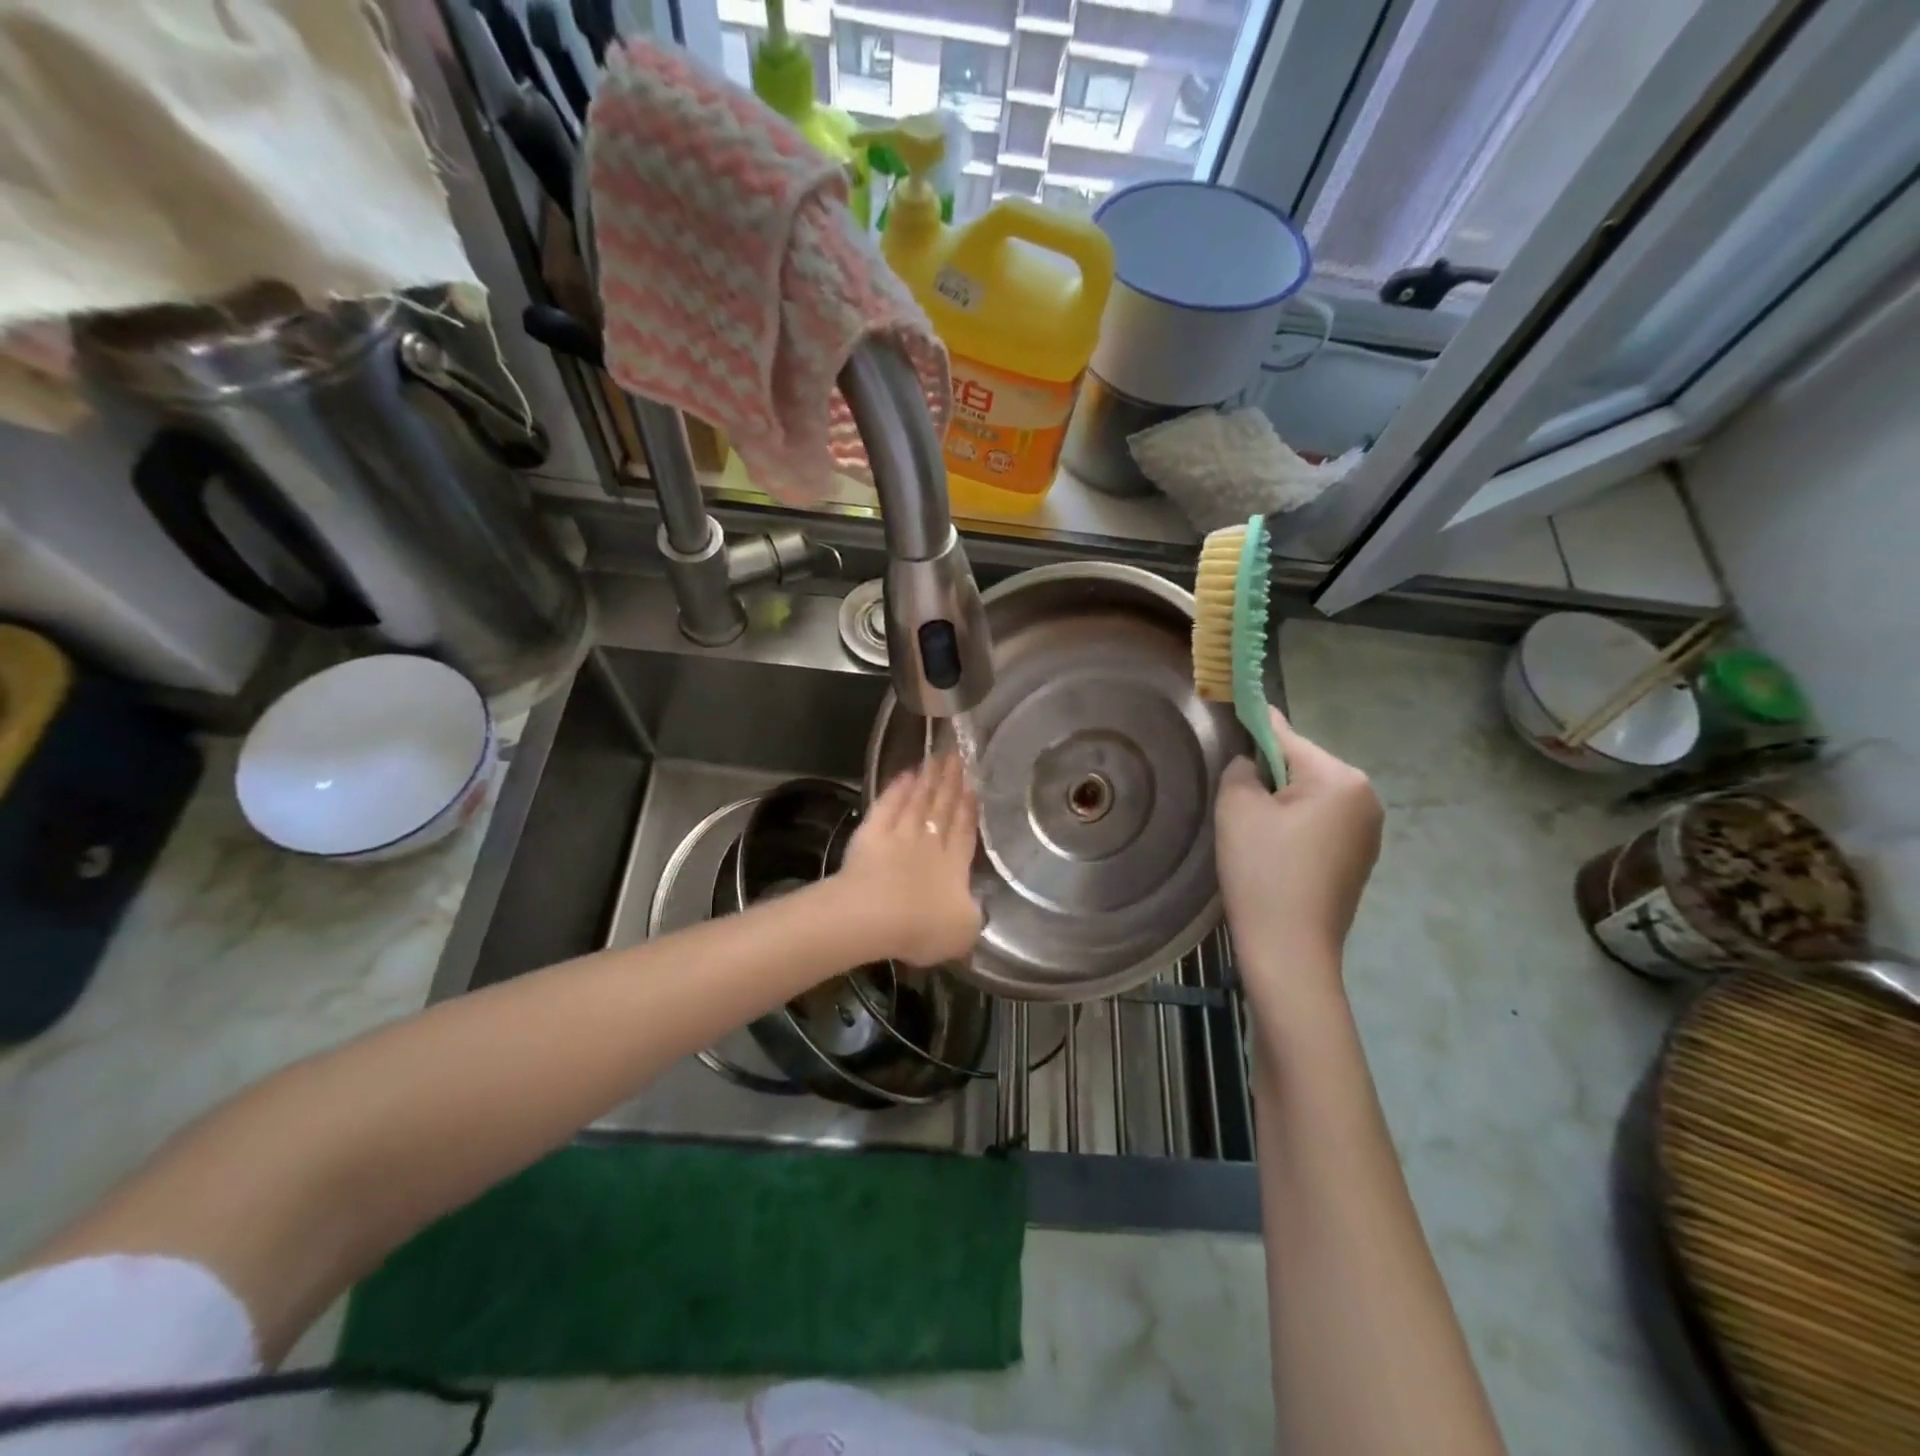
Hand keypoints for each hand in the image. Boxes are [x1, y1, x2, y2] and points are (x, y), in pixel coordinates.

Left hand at [836, 753, 983, 966]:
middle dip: (951, 783)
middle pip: (942, 808)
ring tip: (936, 758)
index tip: (974, 784)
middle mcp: (929, 844)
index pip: (965, 831)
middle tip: (957, 755)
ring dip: (927, 780)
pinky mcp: (871, 834)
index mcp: (954, 866)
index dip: (970, 809)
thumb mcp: (963, 931)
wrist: (873, 915)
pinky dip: (896, 790)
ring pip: (917, 801)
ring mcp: (899, 836)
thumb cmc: (921, 926)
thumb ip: (973, 915)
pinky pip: (887, 806)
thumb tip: (975, 907)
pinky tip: (904, 775)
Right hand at [1215, 707, 1381, 999]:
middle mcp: (1366, 797)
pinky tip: (1273, 852)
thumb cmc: (1262, 873)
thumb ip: (1241, 769)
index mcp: (1341, 778)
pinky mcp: (1360, 858)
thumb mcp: (1237, 809)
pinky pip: (1320, 822)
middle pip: (1301, 765)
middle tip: (1233, 801)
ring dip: (1280, 802)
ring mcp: (1369, 831)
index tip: (1231, 707)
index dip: (1253, 723)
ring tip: (1251, 831)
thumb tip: (1250, 764)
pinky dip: (1294, 825)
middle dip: (1267, 775)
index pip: (1286, 736)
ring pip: (1310, 796)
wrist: (1290, 952)